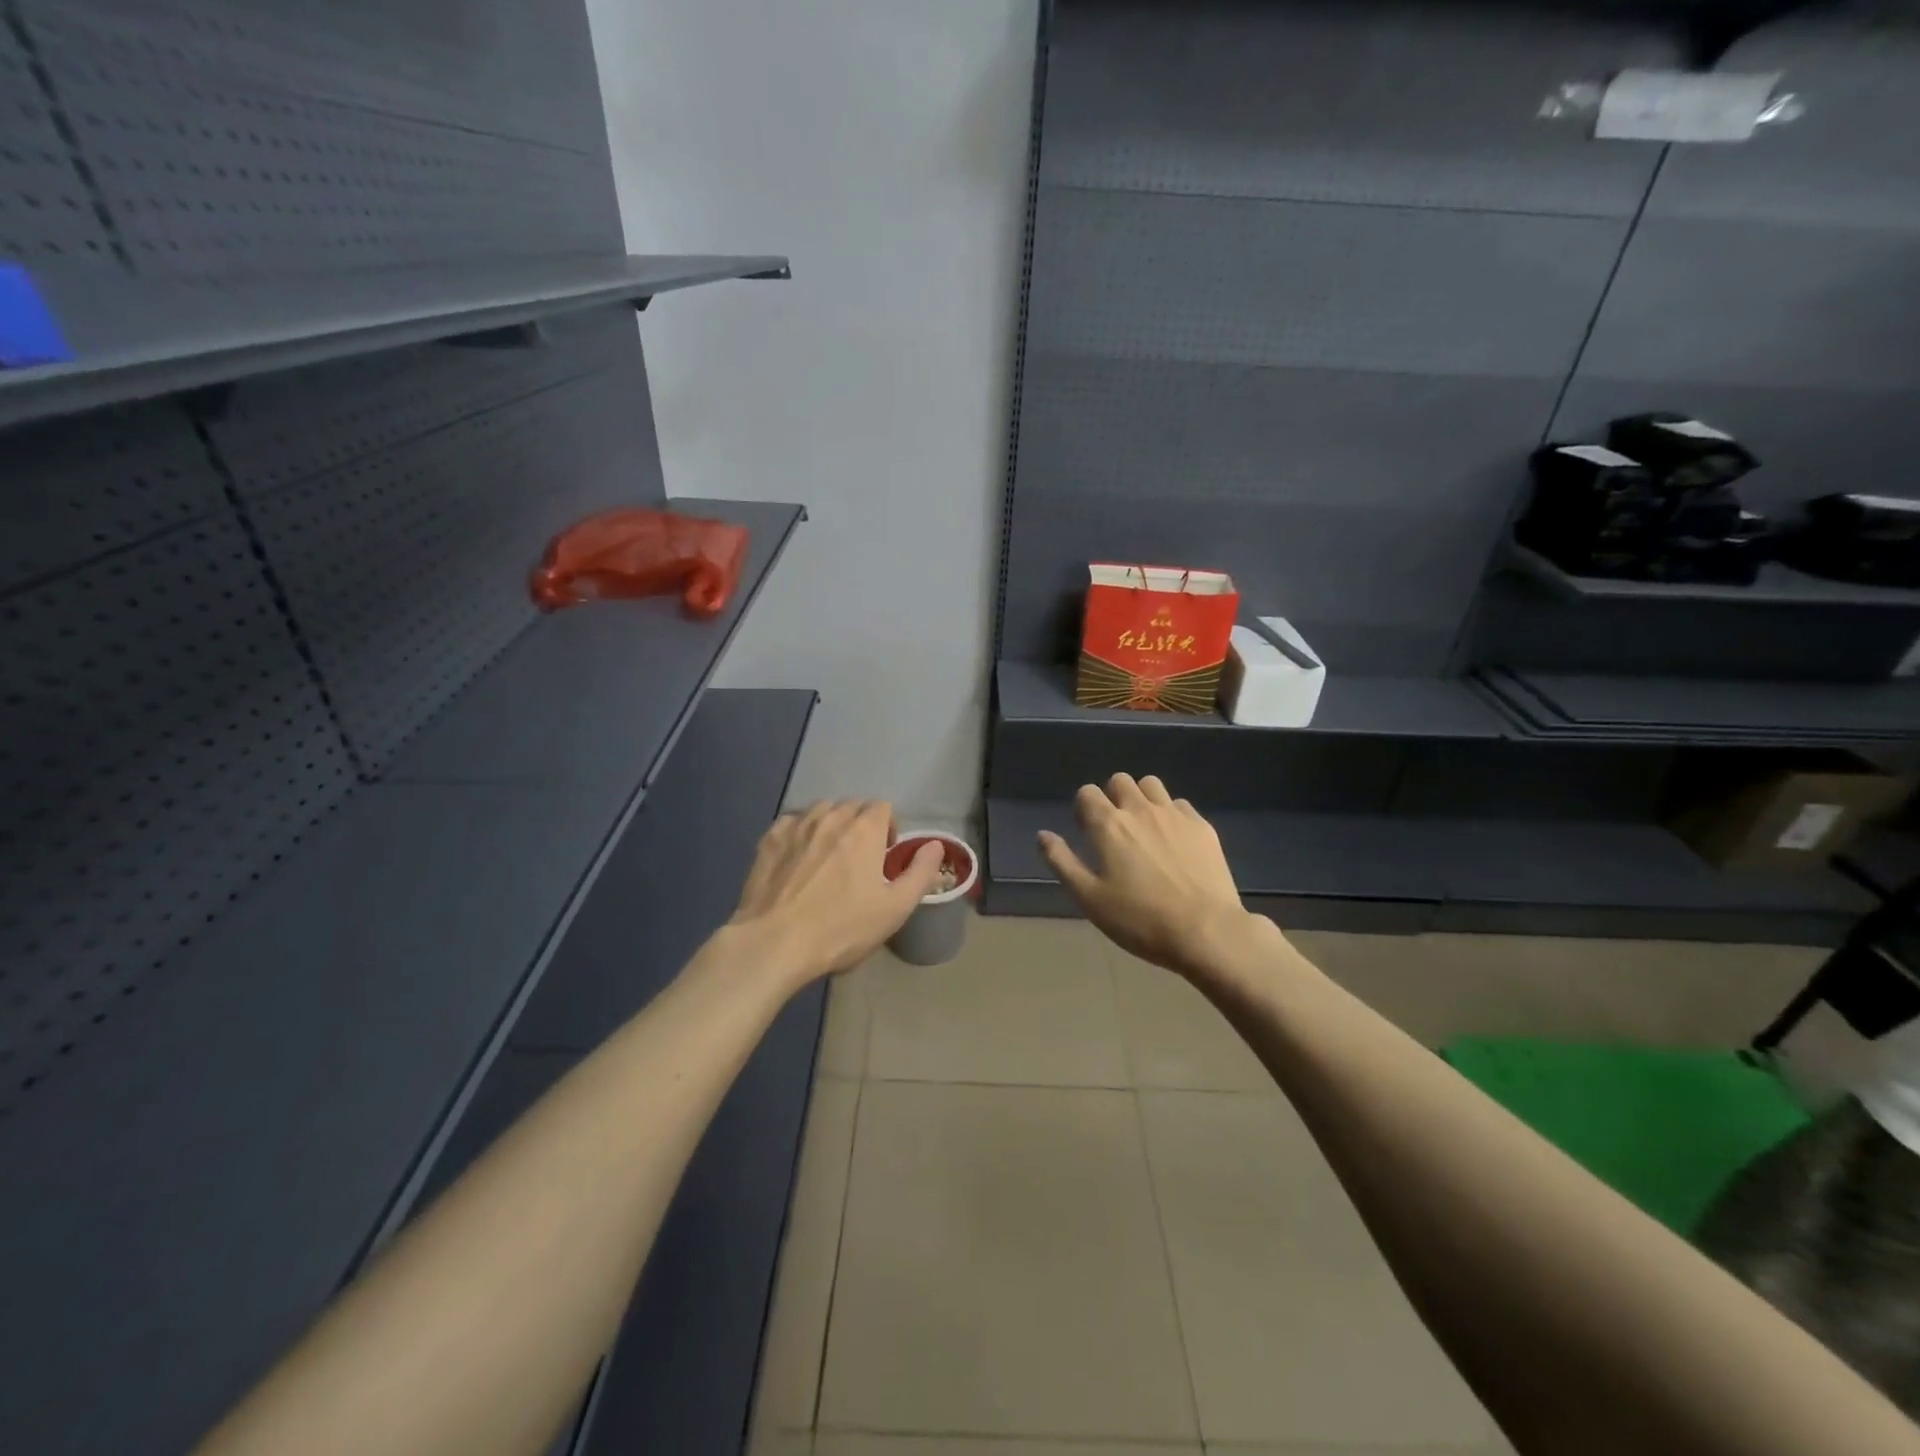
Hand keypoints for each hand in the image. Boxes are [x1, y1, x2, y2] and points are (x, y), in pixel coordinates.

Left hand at [730, 800, 945, 982]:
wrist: (774, 943)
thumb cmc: (842, 928)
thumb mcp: (895, 908)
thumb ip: (921, 872)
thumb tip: (936, 845)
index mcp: (864, 830)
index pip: (883, 807)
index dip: (888, 827)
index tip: (884, 856)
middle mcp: (831, 817)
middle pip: (852, 806)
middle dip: (860, 824)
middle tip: (858, 859)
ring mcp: (796, 825)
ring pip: (820, 810)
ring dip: (830, 824)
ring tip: (828, 855)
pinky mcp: (769, 839)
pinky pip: (791, 822)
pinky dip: (800, 831)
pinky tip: (797, 857)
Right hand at [1039, 774, 1255, 979]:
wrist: (1206, 931)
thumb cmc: (1140, 919)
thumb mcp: (1090, 898)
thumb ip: (1062, 862)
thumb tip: (1043, 835)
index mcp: (1108, 824)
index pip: (1087, 793)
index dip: (1083, 808)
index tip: (1087, 832)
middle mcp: (1140, 809)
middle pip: (1120, 780)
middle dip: (1112, 797)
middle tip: (1115, 830)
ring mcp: (1174, 814)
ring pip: (1151, 784)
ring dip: (1141, 798)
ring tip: (1144, 828)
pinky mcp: (1202, 826)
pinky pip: (1180, 804)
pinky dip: (1170, 814)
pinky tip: (1174, 841)